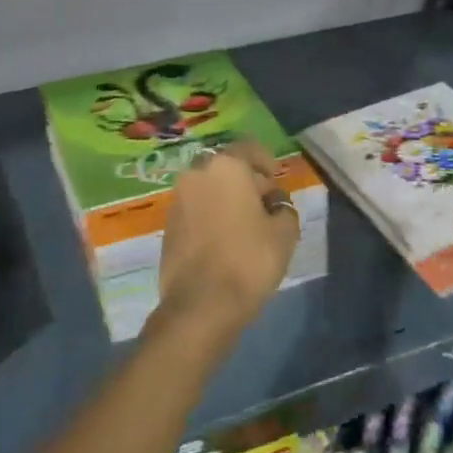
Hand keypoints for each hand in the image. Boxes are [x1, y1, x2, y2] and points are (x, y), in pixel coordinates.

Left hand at [156, 140, 300, 335]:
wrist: (201, 304)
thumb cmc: (249, 260)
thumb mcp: (284, 233)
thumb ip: (284, 208)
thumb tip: (273, 204)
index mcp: (227, 167)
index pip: (250, 148)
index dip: (267, 162)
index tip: (276, 180)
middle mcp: (197, 173)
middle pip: (227, 167)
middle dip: (246, 181)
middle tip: (264, 205)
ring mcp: (178, 198)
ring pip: (209, 187)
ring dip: (226, 198)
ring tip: (245, 225)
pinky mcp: (168, 224)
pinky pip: (196, 208)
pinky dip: (210, 215)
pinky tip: (224, 239)